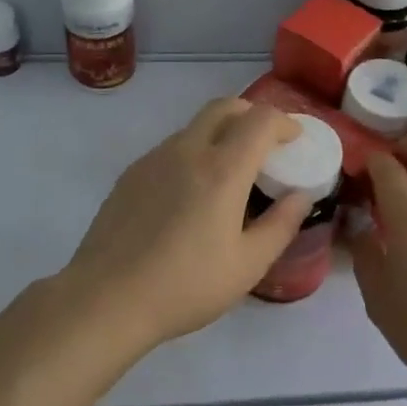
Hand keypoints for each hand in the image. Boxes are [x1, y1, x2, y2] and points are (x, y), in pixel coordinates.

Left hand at [57, 98, 311, 346]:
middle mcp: (187, 151)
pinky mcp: (131, 174)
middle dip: (252, 115)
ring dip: (221, 133)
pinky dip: (194, 153)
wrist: (106, 298)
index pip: (260, 120)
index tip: (294, 140)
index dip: (284, 123)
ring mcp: (154, 159)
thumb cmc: (186, 286)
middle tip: (265, 143)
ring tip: (229, 173)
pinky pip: (171, 148)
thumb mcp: (248, 265)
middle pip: (224, 107)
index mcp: (222, 170)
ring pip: (195, 127)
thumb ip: (281, 225)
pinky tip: (191, 194)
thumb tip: (300, 196)